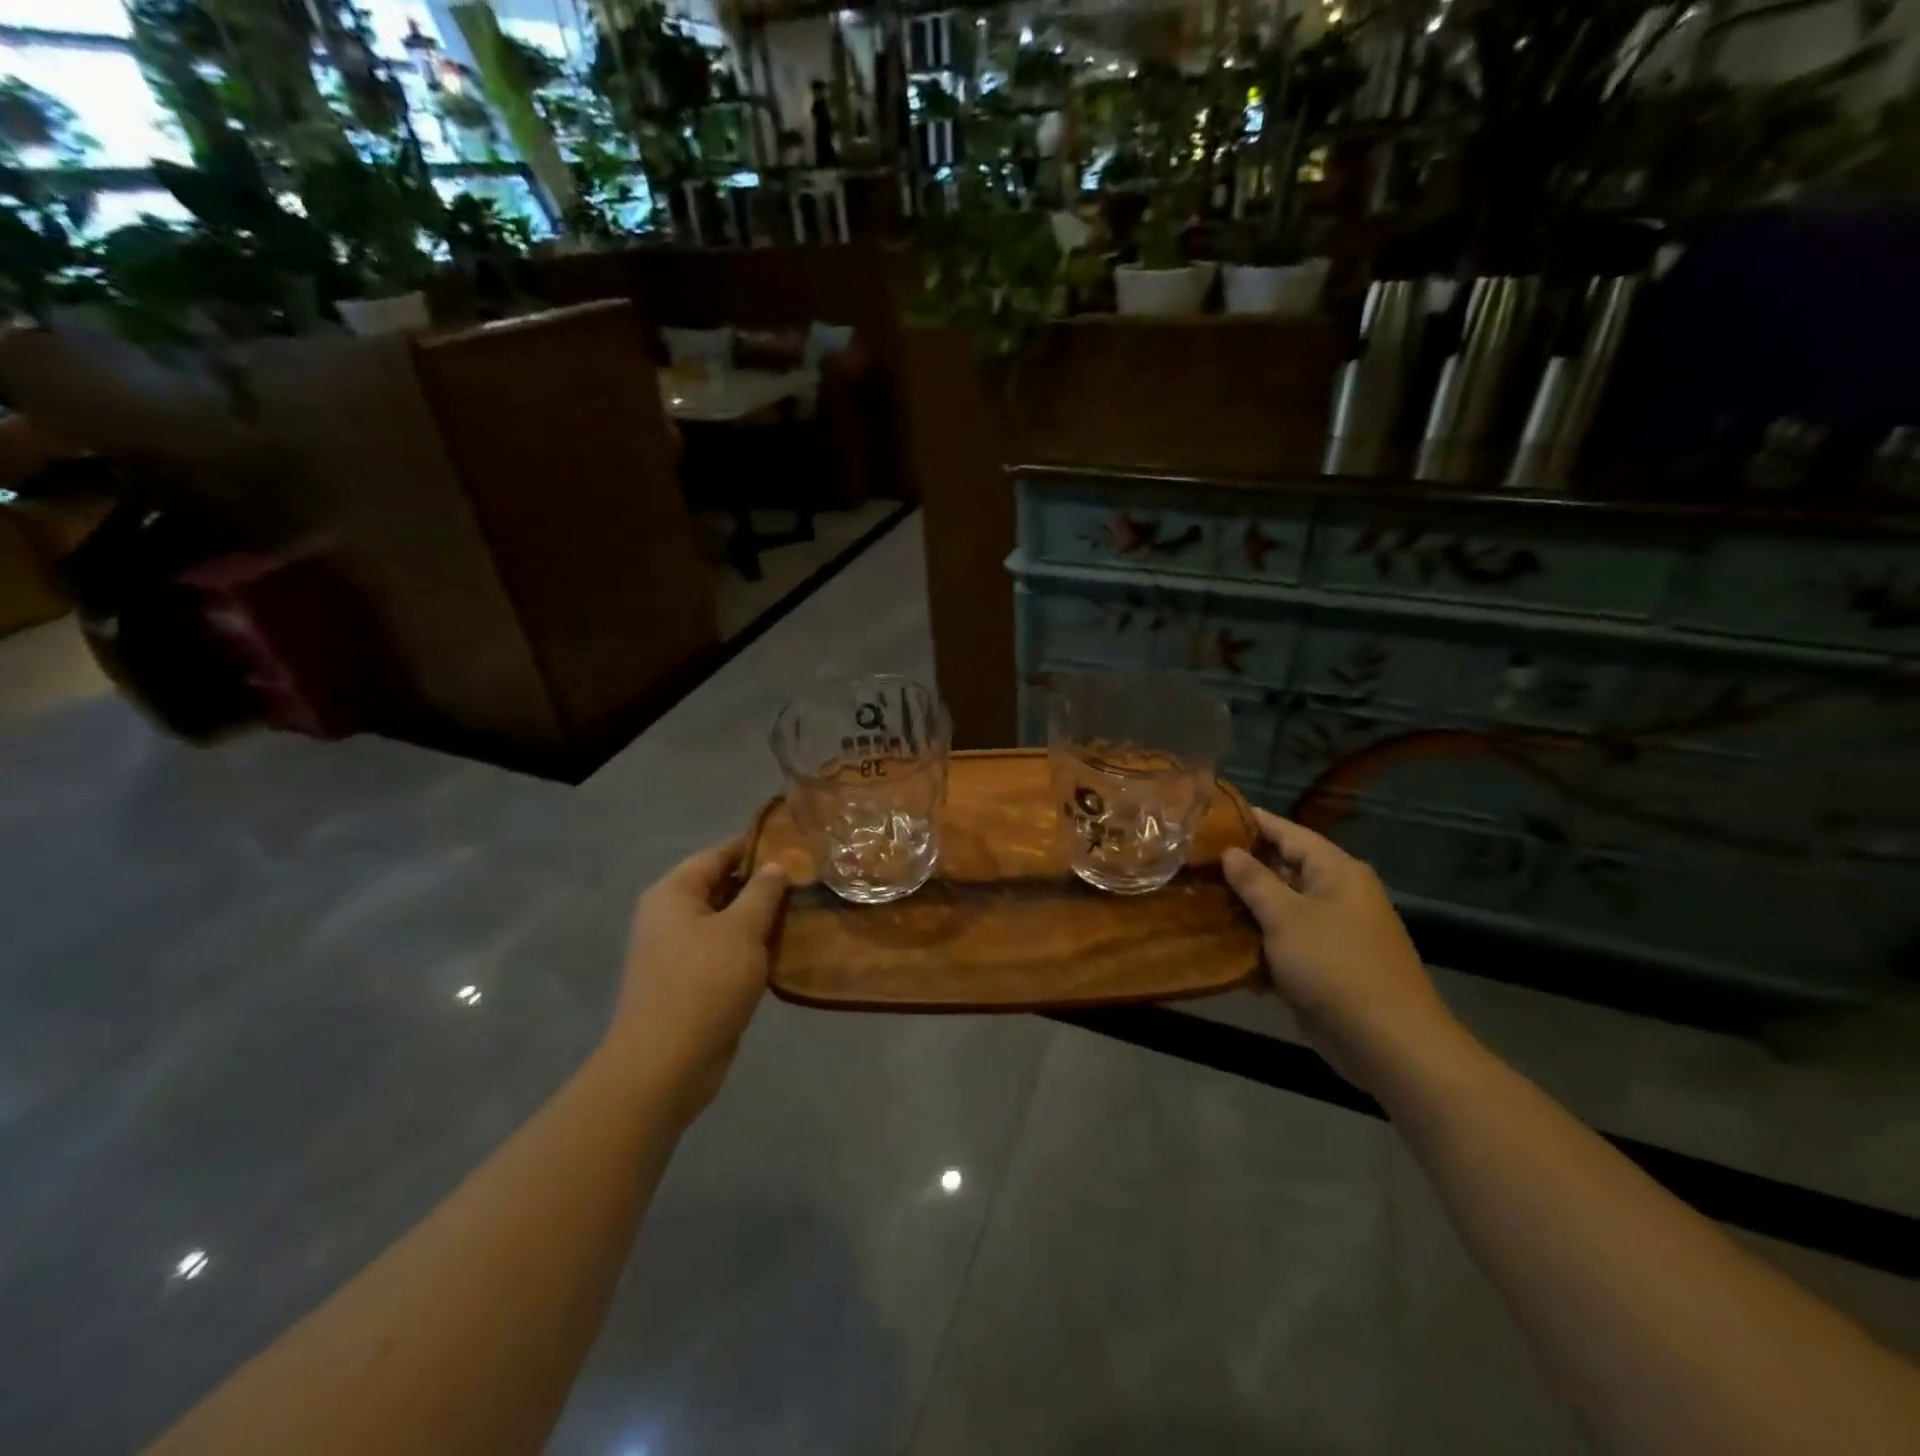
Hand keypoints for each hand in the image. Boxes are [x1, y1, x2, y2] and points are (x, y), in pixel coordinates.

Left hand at [605, 842, 788, 1119]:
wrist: (666, 1064)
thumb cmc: (704, 983)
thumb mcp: (742, 929)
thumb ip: (763, 892)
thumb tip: (776, 864)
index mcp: (673, 893)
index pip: (717, 855)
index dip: (754, 848)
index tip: (794, 846)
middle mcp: (669, 916)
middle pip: (721, 887)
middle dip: (762, 886)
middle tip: (806, 883)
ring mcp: (676, 952)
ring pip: (725, 923)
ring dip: (759, 921)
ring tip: (802, 914)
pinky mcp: (688, 983)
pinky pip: (724, 953)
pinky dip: (750, 949)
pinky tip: (783, 952)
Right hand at [1222, 808, 1471, 1097]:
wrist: (1386, 1041)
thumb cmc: (1335, 966)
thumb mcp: (1285, 917)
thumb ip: (1254, 881)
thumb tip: (1230, 852)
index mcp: (1336, 871)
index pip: (1288, 832)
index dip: (1252, 822)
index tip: (1211, 816)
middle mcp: (1337, 894)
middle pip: (1283, 868)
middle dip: (1240, 867)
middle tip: (1194, 860)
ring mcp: (1332, 930)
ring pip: (1280, 907)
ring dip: (1245, 906)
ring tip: (1198, 896)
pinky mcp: (1324, 963)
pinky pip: (1285, 940)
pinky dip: (1258, 939)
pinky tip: (1221, 940)